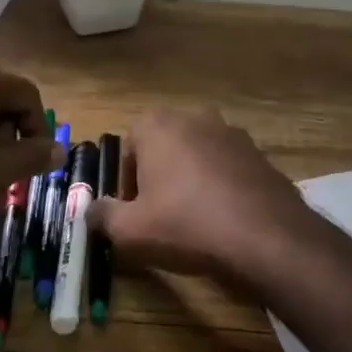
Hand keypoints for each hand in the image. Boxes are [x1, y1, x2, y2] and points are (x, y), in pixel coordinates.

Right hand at [89, 108, 310, 280]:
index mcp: (157, 125)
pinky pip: (227, 166)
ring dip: (190, 178)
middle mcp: (193, 117)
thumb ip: (102, 216)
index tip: (134, 210)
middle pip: (164, 146)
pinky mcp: (257, 152)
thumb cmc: (187, 224)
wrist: (264, 235)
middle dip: (158, 175)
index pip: (130, 146)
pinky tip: (224, 218)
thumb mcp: (132, 230)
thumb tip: (87, 211)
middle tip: (160, 214)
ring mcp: (230, 131)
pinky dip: (220, 184)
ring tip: (194, 218)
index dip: (127, 181)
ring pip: (197, 154)